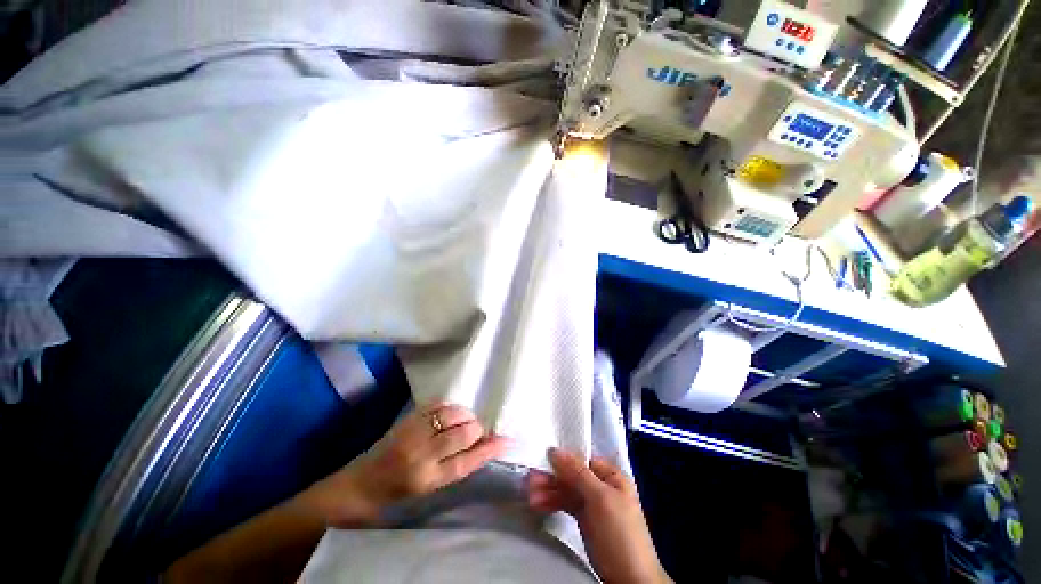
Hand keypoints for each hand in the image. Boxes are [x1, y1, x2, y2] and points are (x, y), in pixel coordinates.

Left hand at [299, 403, 508, 526]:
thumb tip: (484, 445)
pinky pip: (438, 404)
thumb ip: (457, 465)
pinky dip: (450, 406)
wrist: (362, 484)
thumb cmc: (399, 493)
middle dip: (477, 428)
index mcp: (429, 479)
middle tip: (478, 430)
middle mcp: (422, 455)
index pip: (468, 461)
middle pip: (464, 433)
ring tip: (464, 421)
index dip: (490, 449)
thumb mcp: (431, 488)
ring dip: (465, 415)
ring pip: (453, 414)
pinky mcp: (408, 418)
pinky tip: (450, 413)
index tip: (506, 440)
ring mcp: (414, 432)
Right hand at [526, 448, 670, 583]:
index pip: (583, 460)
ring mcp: (593, 504)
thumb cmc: (619, 534)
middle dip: (552, 478)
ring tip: (529, 495)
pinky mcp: (585, 520)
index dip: (563, 458)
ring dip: (548, 491)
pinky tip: (538, 504)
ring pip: (567, 490)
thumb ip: (578, 473)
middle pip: (572, 475)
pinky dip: (553, 503)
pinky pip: (566, 505)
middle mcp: (601, 486)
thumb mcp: (600, 499)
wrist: (630, 581)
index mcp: (611, 476)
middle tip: (530, 480)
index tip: (542, 458)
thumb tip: (555, 450)